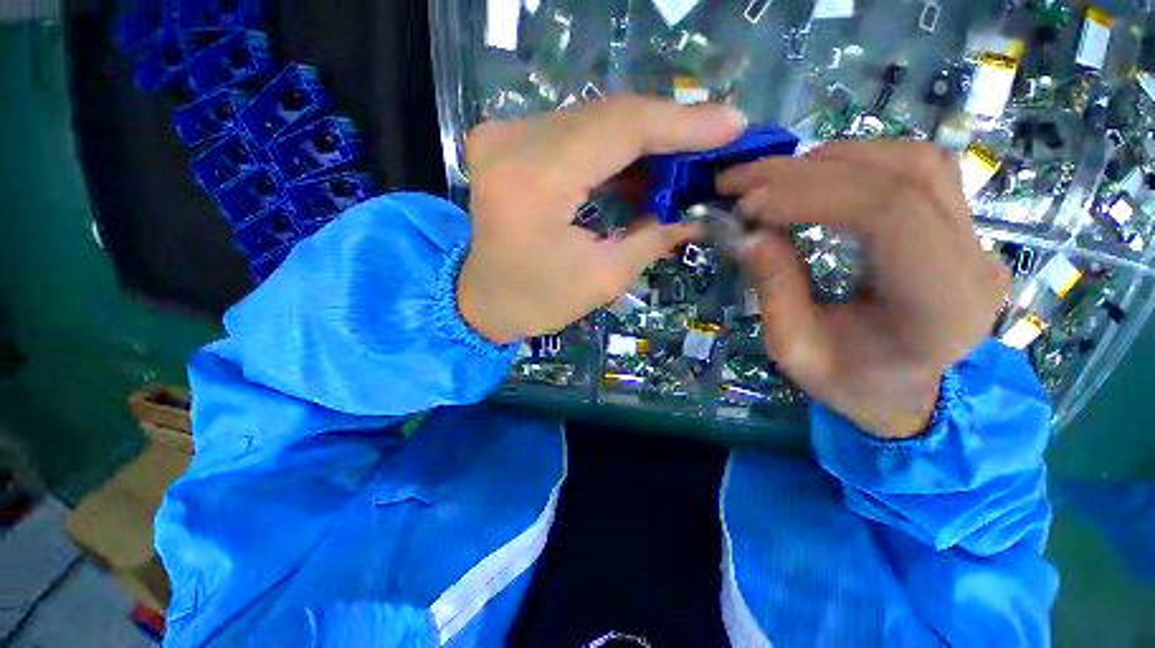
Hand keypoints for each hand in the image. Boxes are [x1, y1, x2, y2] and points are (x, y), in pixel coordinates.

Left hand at [458, 97, 747, 343]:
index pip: (620, 129)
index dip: (681, 124)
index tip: (733, 124)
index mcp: (534, 181)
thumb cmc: (537, 301)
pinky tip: (642, 167)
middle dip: (668, 130)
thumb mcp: (602, 279)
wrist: (481, 300)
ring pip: (593, 120)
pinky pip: (573, 132)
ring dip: (642, 139)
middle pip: (608, 116)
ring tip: (686, 158)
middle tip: (716, 142)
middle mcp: (512, 142)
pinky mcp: (505, 140)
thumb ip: (653, 238)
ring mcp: (503, 135)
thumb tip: (697, 211)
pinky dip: (611, 147)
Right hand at [719, 142, 1010, 438]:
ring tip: (772, 180)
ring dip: (831, 160)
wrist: (906, 391)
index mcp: (939, 307)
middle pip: (902, 176)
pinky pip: (915, 170)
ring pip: (913, 161)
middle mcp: (974, 261)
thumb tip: (748, 234)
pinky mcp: (961, 225)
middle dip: (806, 170)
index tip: (748, 204)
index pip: (891, 214)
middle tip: (740, 180)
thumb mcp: (795, 350)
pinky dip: (855, 164)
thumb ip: (775, 290)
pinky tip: (815, 180)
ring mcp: (976, 237)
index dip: (812, 195)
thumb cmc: (850, 383)